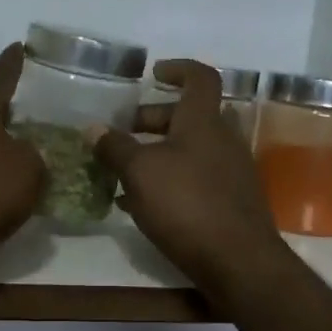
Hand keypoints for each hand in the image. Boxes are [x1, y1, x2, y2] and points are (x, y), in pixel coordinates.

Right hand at [88, 60, 289, 295]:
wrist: (238, 261)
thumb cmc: (187, 203)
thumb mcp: (140, 172)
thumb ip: (115, 148)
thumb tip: (93, 128)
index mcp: (204, 121)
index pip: (200, 77)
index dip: (178, 69)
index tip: (153, 74)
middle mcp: (223, 139)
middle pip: (190, 115)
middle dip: (155, 119)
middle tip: (125, 132)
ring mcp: (232, 171)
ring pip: (192, 149)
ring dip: (160, 152)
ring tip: (126, 171)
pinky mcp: (232, 201)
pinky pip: (197, 177)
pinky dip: (172, 179)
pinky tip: (144, 203)